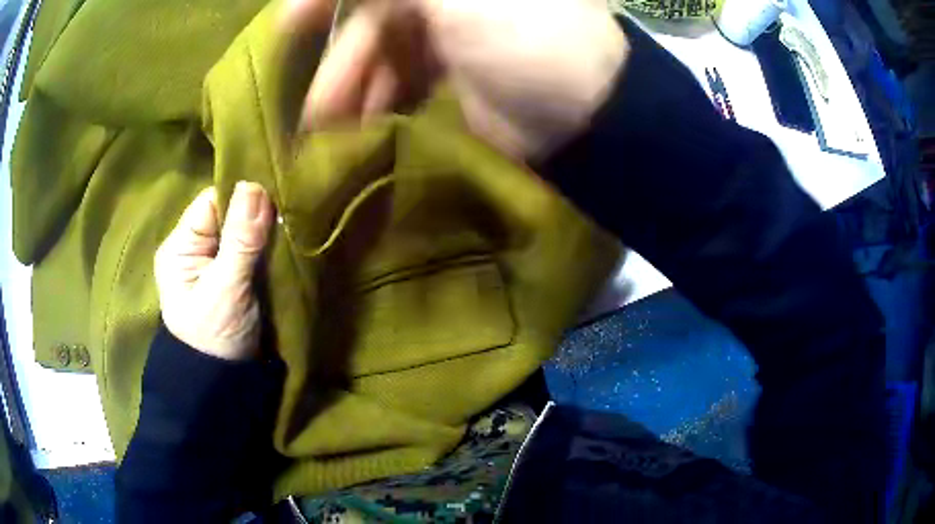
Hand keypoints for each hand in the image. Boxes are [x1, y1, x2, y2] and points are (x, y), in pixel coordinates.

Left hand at [154, 182, 274, 359]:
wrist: (225, 385)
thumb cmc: (216, 337)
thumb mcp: (226, 288)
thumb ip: (240, 240)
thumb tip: (254, 186)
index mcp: (180, 247)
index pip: (211, 202)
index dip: (241, 197)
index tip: (274, 200)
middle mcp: (194, 249)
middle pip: (228, 214)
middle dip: (256, 215)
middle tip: (287, 216)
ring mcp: (214, 263)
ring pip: (243, 231)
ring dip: (265, 231)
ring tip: (289, 229)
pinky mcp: (232, 276)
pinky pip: (251, 250)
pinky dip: (268, 247)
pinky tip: (283, 244)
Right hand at [281, 0, 627, 159]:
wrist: (581, 113)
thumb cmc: (524, 38)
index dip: (326, 2)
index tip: (289, 25)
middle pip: (373, 17)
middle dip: (340, 57)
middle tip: (312, 99)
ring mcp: (449, 32)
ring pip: (382, 53)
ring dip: (352, 88)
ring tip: (328, 126)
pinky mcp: (451, 72)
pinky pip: (399, 79)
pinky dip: (377, 101)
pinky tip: (360, 126)